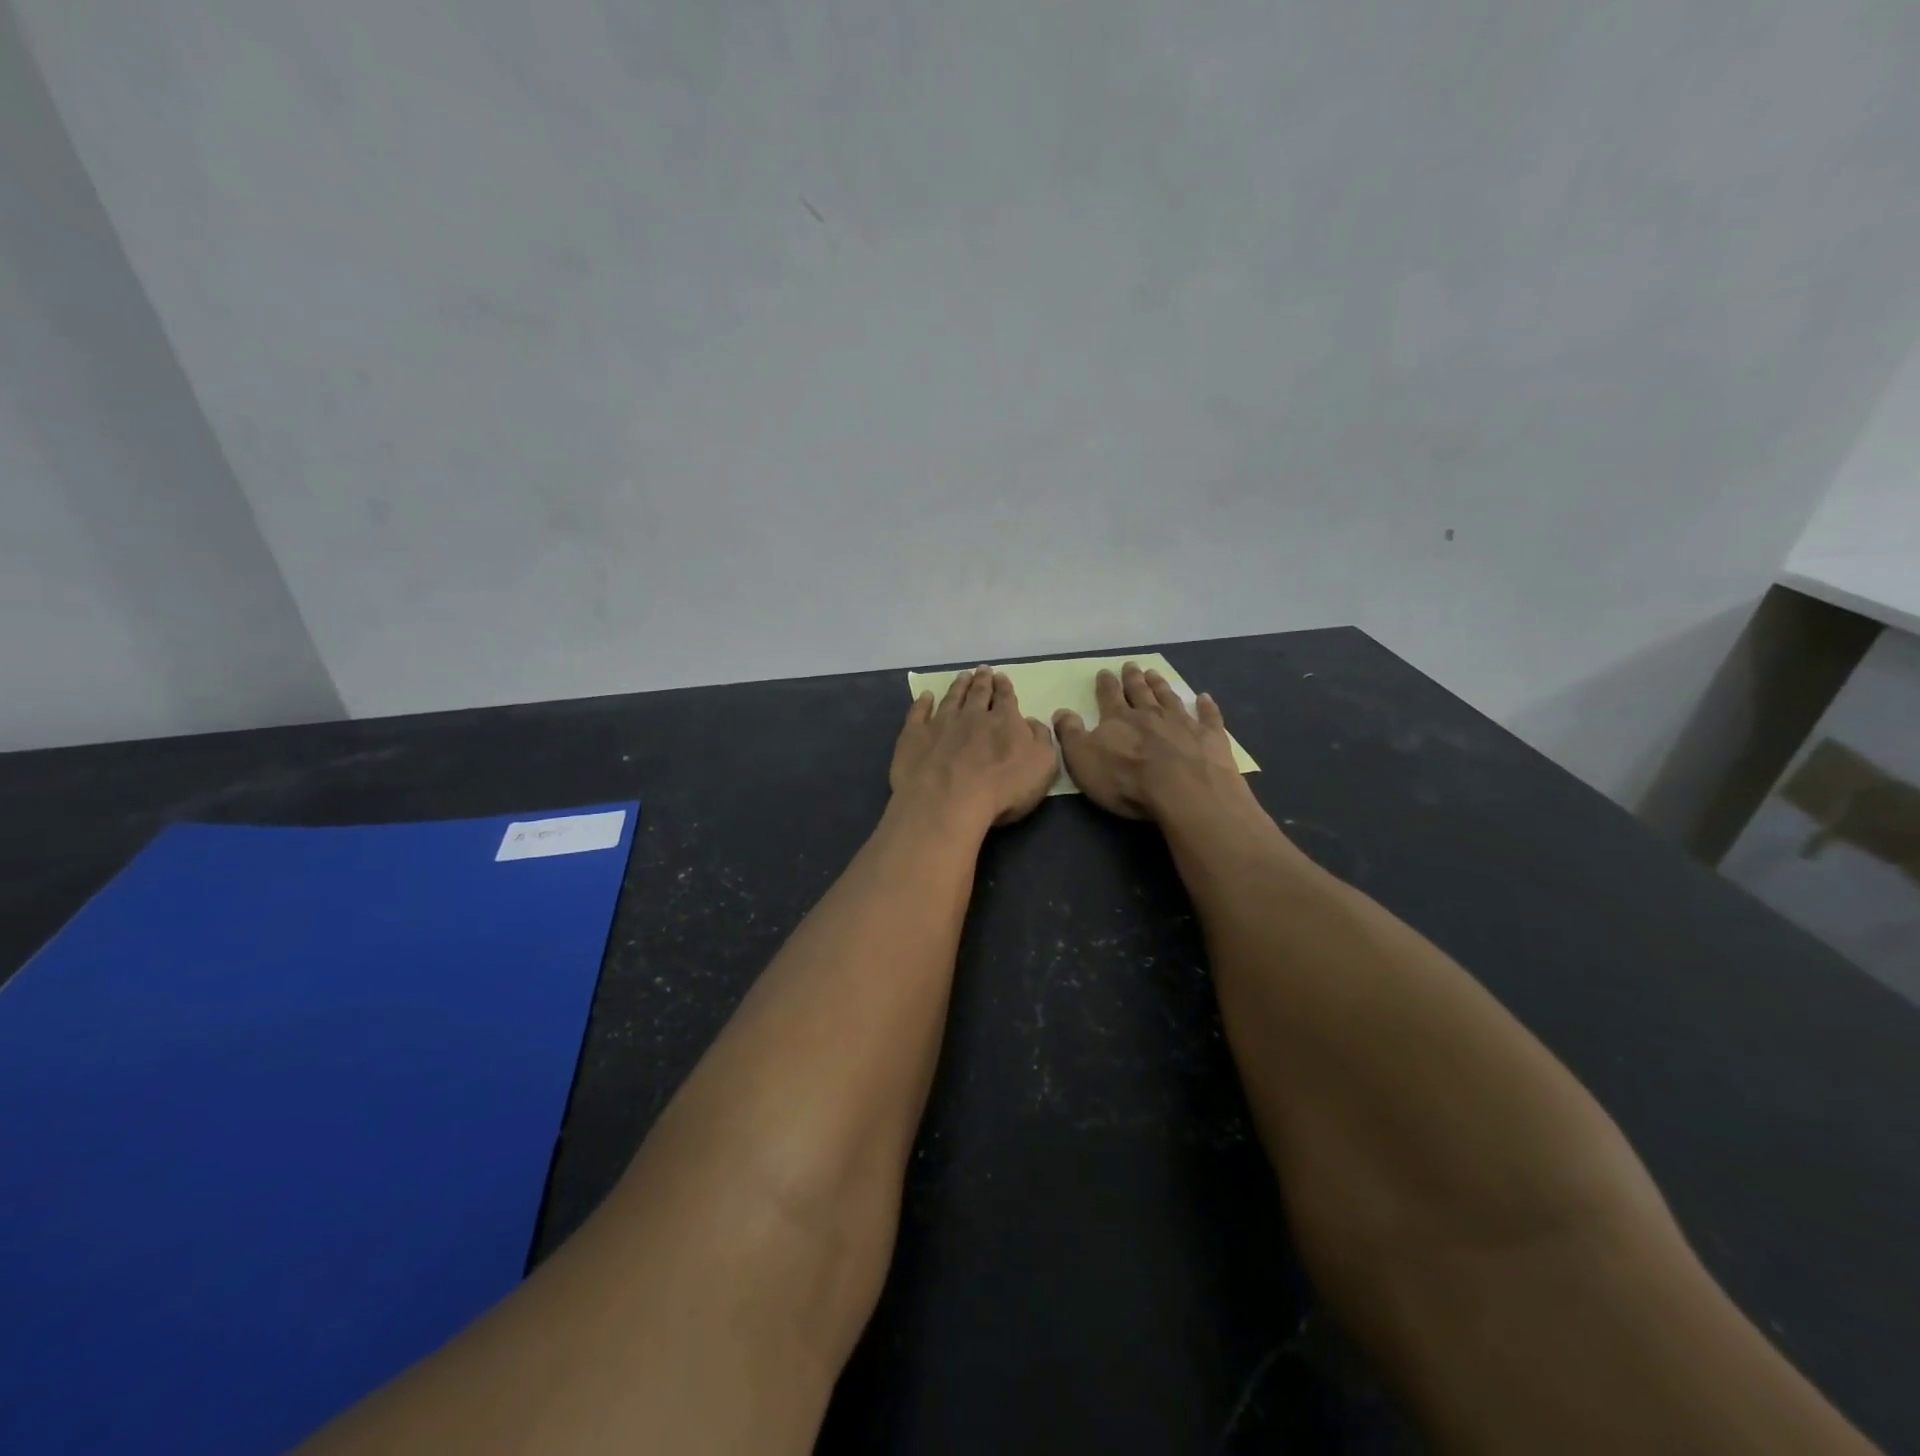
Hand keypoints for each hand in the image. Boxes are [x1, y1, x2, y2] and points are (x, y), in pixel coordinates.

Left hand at [890, 667, 1058, 831]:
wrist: (948, 801)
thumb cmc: (1002, 789)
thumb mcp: (1042, 766)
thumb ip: (1041, 739)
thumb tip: (1032, 722)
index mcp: (1004, 721)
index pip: (1006, 697)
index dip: (1004, 686)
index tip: (1001, 677)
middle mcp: (972, 715)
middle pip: (978, 693)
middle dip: (982, 680)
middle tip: (982, 670)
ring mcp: (941, 723)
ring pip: (951, 698)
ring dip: (957, 686)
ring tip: (962, 676)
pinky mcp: (915, 736)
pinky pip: (918, 713)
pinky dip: (922, 703)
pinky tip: (925, 696)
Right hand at [1052, 662, 1244, 820]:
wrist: (1184, 791)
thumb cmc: (1126, 779)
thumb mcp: (1083, 759)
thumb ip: (1071, 734)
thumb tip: (1061, 712)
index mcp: (1118, 719)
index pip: (1109, 696)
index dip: (1106, 684)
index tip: (1104, 672)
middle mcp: (1150, 714)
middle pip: (1140, 692)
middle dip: (1133, 679)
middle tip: (1131, 666)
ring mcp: (1183, 723)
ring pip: (1170, 698)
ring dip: (1161, 686)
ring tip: (1155, 674)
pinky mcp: (1210, 737)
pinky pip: (1208, 716)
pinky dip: (1206, 706)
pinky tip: (1205, 698)